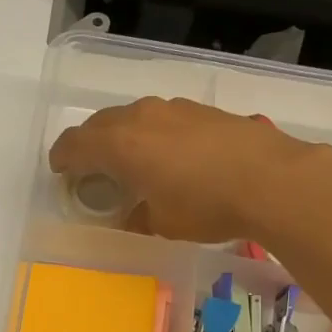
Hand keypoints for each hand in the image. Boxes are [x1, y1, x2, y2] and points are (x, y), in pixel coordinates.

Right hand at [48, 97, 322, 242]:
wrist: (271, 179)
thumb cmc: (206, 205)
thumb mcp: (162, 223)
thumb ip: (138, 215)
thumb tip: (134, 213)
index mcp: (120, 144)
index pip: (75, 143)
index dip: (62, 157)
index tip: (60, 170)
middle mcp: (140, 117)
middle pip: (100, 124)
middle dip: (89, 144)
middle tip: (90, 167)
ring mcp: (173, 108)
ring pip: (133, 116)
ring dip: (123, 135)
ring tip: (132, 159)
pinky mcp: (202, 110)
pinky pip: (163, 118)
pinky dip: (155, 133)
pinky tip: (172, 155)